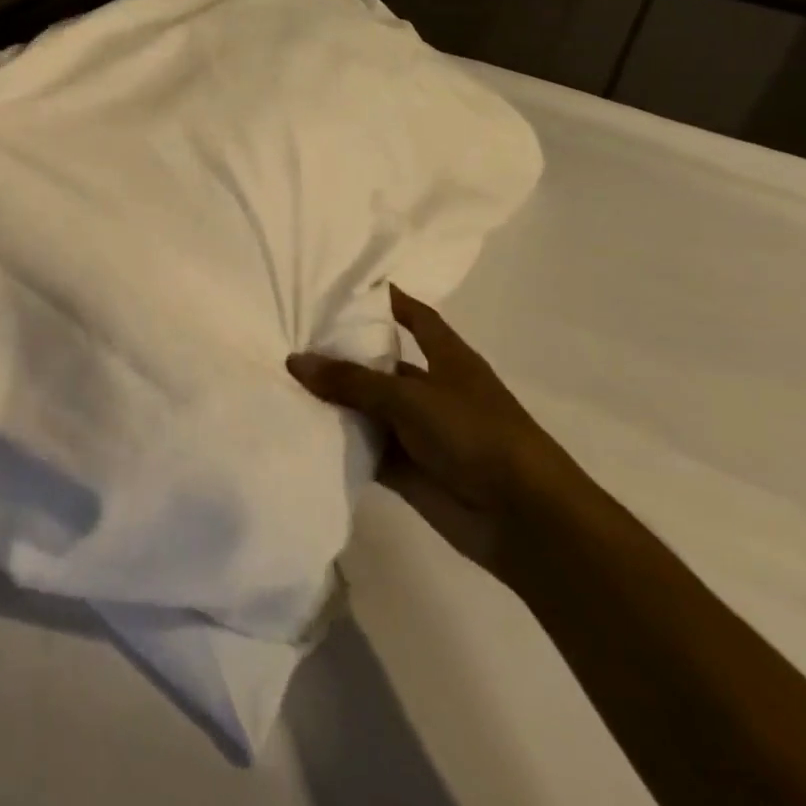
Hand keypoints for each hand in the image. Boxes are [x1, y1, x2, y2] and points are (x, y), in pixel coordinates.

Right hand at [287, 286, 577, 578]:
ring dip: (335, 401)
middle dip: (342, 353)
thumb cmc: (476, 434)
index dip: (387, 300)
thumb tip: (295, 360)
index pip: (415, 317)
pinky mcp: (407, 469)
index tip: (344, 286)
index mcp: (448, 358)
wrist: (524, 519)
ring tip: (281, 380)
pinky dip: (338, 441)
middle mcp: (431, 389)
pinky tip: (298, 428)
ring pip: (368, 408)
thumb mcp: (410, 396)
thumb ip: (352, 380)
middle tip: (289, 335)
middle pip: (381, 363)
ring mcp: (419, 431)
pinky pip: (365, 448)